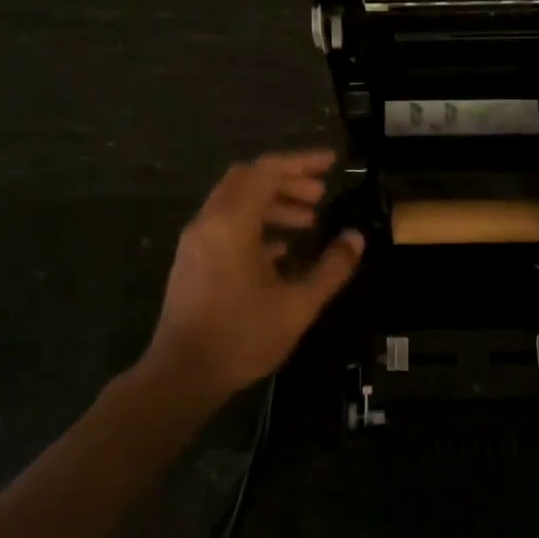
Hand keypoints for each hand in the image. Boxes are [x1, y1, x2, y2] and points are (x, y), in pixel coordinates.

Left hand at [143, 151, 362, 399]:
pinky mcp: (193, 260)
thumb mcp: (298, 305)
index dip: (301, 162)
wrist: (182, 375)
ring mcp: (197, 241)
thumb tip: (356, 239)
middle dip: (287, 180)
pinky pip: (226, 224)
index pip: (266, 171)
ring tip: (309, 221)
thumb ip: (331, 268)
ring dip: (272, 203)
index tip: (332, 163)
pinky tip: (282, 249)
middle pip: (248, 179)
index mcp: (232, 224)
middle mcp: (209, 222)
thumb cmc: (242, 337)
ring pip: (236, 202)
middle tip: (321, 194)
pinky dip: (255, 224)